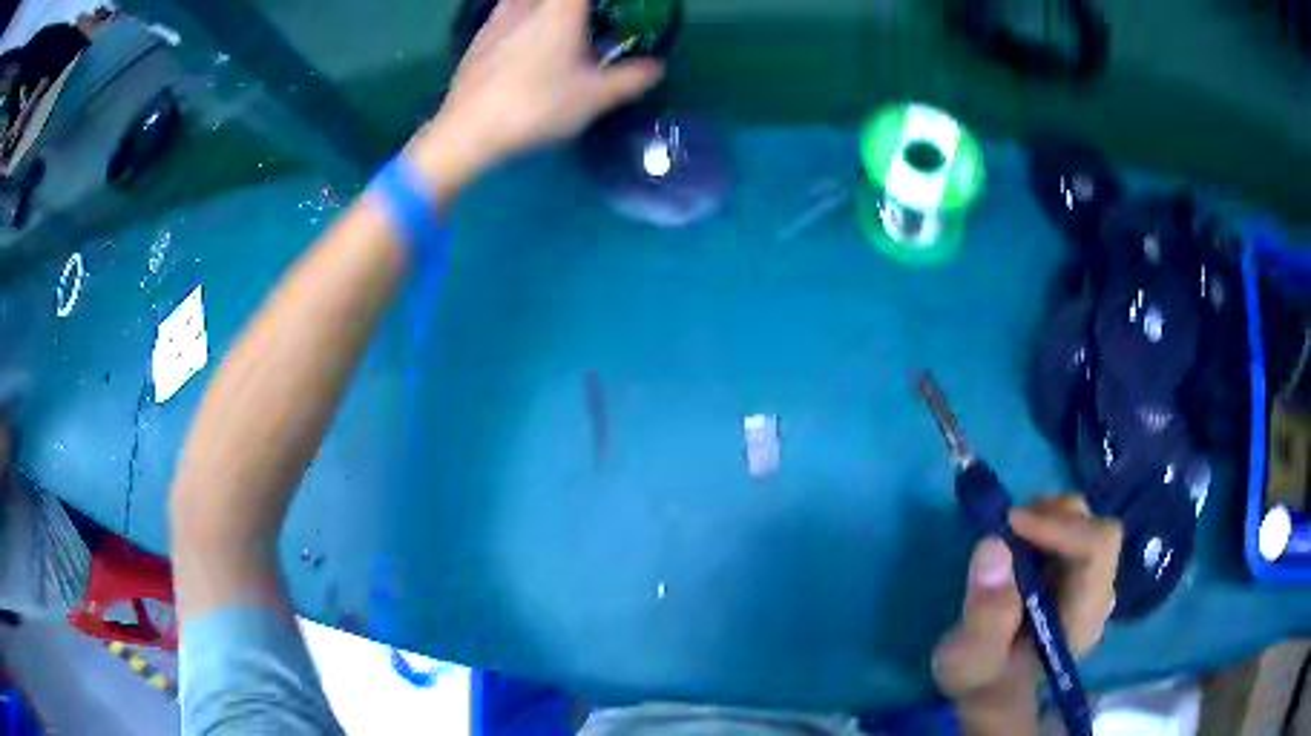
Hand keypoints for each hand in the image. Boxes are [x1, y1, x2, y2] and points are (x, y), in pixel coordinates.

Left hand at [417, 0, 662, 176]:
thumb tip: (657, 67)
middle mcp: (527, 5)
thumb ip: (631, 79)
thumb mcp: (594, 98)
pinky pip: (506, 10)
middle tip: (588, 17)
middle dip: (575, 7)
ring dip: (542, 8)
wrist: (468, 130)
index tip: (610, 9)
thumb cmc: (536, 106)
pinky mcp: (478, 37)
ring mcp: (497, 19)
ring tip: (558, 22)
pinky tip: (525, 35)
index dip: (601, 1)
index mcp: (560, 10)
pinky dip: (522, 13)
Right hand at [932, 495, 1121, 733]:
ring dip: (1046, 519)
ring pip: (1085, 523)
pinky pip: (1072, 531)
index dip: (1058, 525)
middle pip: (1095, 528)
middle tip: (1004, 531)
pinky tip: (1017, 549)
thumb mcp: (970, 661)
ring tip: (1008, 540)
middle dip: (1051, 518)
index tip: (1008, 525)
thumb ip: (985, 615)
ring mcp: (1091, 582)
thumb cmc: (983, 682)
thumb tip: (994, 545)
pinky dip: (1044, 526)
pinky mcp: (1078, 575)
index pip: (1098, 546)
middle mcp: (1098, 592)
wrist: (994, 696)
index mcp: (1084, 615)